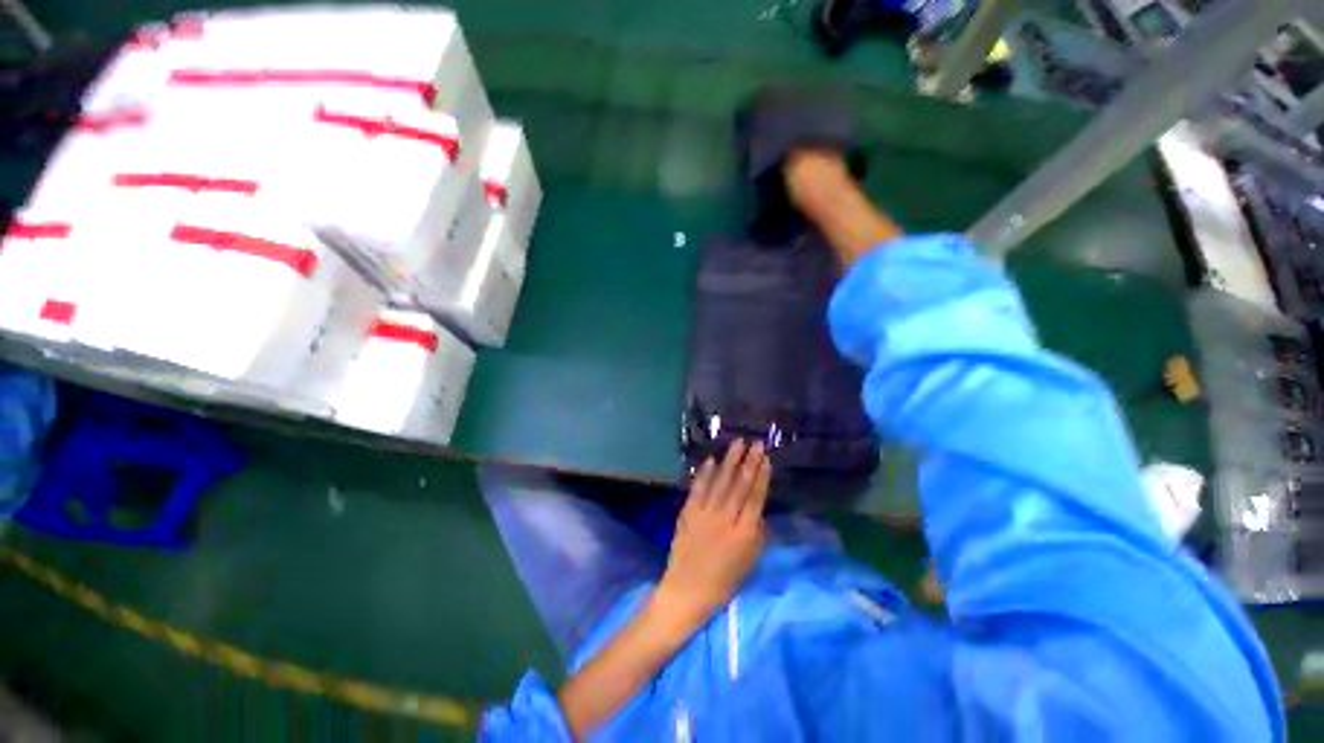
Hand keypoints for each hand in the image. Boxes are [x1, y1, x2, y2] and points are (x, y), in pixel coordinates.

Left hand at [657, 440, 771, 624]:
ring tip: (737, 443)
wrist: (687, 590)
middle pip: (739, 485)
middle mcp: (725, 519)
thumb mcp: (750, 563)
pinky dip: (704, 473)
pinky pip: (698, 489)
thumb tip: (762, 512)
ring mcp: (705, 514)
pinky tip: (710, 460)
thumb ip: (759, 535)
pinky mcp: (688, 512)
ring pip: (720, 482)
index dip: (761, 476)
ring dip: (729, 461)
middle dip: (749, 461)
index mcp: (744, 533)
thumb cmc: (723, 581)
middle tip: (755, 442)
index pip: (755, 498)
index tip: (766, 458)